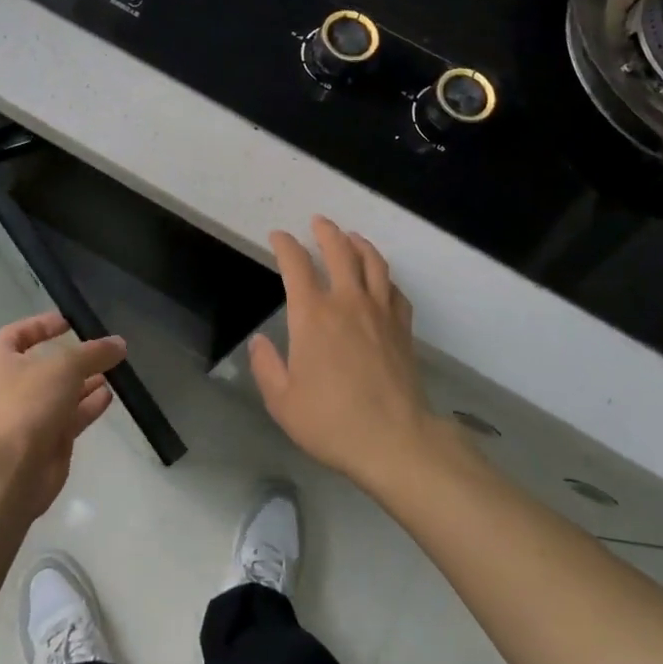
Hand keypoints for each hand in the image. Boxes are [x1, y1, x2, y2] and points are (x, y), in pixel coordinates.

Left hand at [0, 312, 125, 515]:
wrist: (11, 472)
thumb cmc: (28, 404)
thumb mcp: (65, 367)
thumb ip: (94, 353)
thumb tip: (119, 343)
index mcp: (2, 360)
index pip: (18, 333)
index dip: (41, 325)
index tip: (69, 321)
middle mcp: (14, 385)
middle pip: (47, 363)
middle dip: (74, 356)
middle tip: (104, 347)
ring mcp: (31, 414)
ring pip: (63, 391)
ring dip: (86, 380)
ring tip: (115, 368)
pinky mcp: (49, 440)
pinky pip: (72, 416)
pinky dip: (89, 405)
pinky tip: (110, 395)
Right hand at [249, 216, 438, 490]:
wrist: (394, 441)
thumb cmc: (331, 421)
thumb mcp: (282, 401)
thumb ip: (267, 367)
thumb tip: (260, 342)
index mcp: (312, 315)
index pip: (296, 265)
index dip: (285, 245)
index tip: (278, 236)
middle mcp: (347, 302)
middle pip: (339, 251)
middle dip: (326, 231)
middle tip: (318, 222)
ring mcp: (380, 312)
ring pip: (372, 263)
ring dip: (359, 244)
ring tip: (351, 237)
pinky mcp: (403, 328)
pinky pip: (395, 290)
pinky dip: (385, 278)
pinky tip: (381, 281)